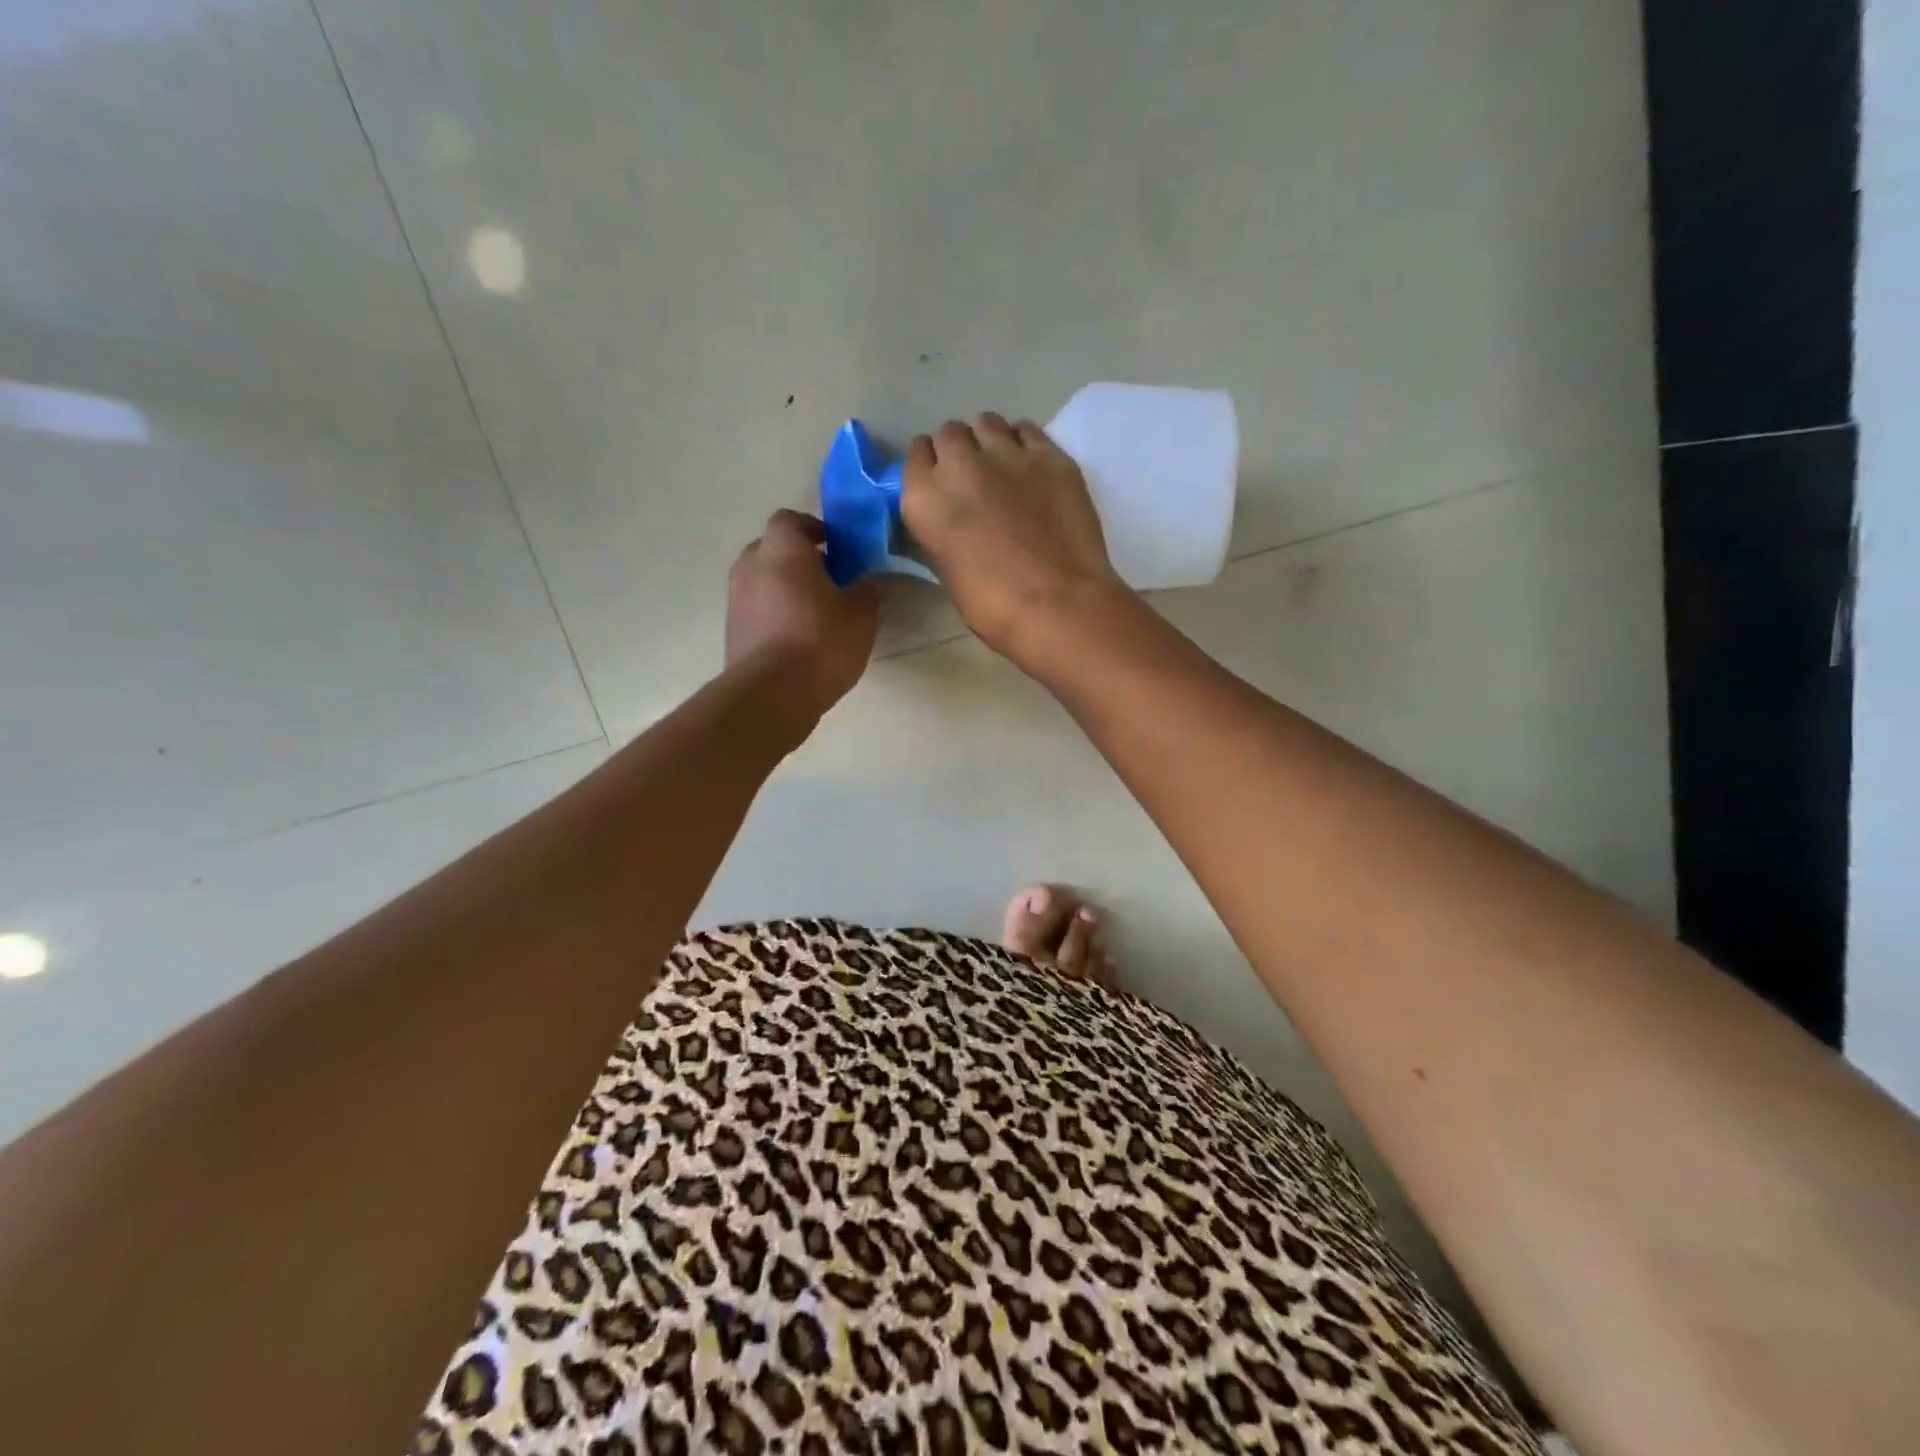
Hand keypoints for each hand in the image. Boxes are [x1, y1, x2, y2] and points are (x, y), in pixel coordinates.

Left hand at [726, 509, 878, 730]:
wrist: (772, 694)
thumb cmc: (820, 642)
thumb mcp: (861, 615)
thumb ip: (865, 591)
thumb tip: (865, 582)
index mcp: (782, 550)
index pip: (790, 520)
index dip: (812, 528)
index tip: (834, 545)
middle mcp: (751, 566)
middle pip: (771, 549)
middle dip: (796, 558)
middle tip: (826, 578)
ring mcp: (736, 600)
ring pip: (761, 580)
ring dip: (783, 588)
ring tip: (813, 611)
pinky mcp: (732, 631)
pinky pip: (756, 610)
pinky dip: (773, 614)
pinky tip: (797, 637)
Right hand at [900, 413, 1131, 669]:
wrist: (1058, 604)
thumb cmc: (994, 606)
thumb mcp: (947, 571)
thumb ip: (941, 532)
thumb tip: (949, 520)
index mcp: (924, 499)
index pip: (915, 457)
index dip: (928, 468)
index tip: (938, 482)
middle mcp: (959, 464)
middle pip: (949, 434)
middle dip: (956, 451)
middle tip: (971, 477)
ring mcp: (1007, 454)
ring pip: (987, 423)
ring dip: (988, 440)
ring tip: (1001, 466)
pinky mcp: (1049, 455)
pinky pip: (1026, 430)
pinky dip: (1023, 442)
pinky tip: (1030, 467)